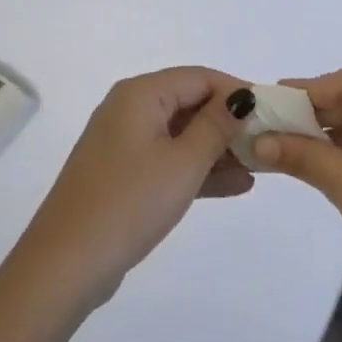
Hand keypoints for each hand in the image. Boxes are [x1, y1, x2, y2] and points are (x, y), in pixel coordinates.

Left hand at [13, 67, 251, 308]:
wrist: (67, 263)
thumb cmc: (130, 202)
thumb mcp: (183, 162)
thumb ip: (217, 126)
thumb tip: (242, 96)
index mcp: (140, 94)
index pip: (200, 77)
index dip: (238, 92)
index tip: (274, 112)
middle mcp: (130, 109)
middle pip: (190, 103)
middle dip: (230, 123)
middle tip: (270, 143)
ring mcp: (125, 143)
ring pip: (182, 134)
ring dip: (219, 149)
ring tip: (260, 167)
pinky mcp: (124, 174)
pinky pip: (169, 159)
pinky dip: (198, 169)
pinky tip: (236, 186)